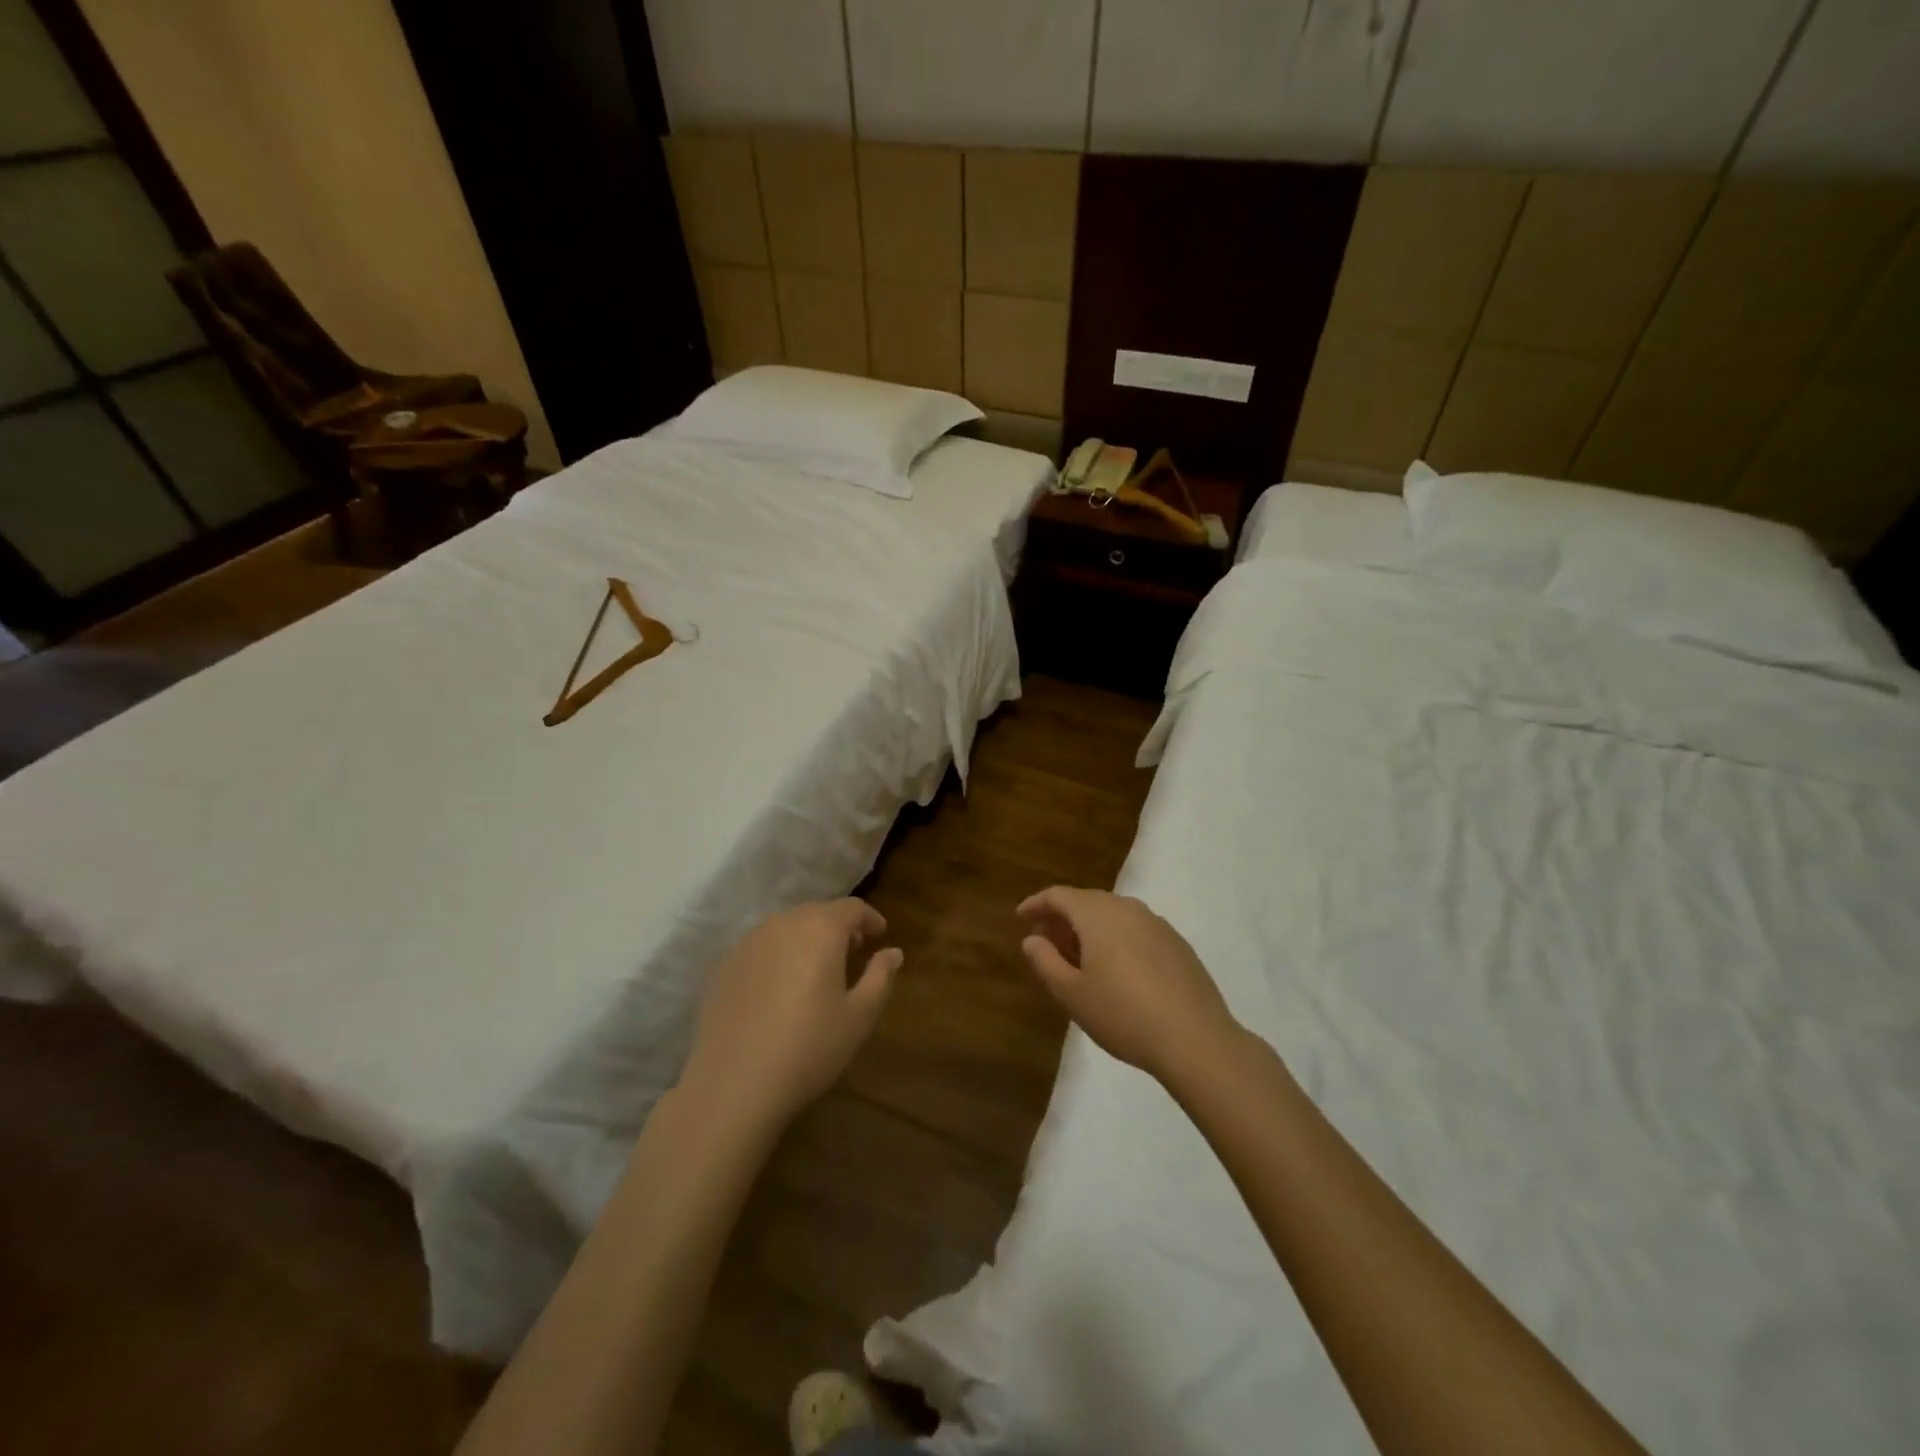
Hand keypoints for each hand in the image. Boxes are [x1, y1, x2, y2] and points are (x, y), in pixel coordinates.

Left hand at [680, 899, 901, 1130]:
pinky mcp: (725, 966)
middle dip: (839, 927)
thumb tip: (893, 952)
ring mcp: (748, 943)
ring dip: (807, 938)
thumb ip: (880, 977)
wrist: (731, 1085)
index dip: (870, 918)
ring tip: (817, 970)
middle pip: (817, 912)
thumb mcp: (859, 1017)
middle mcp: (782, 924)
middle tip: (853, 953)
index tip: (880, 936)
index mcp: (820, 929)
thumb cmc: (808, 1048)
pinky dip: (779, 955)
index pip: (852, 907)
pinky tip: (781, 988)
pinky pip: (762, 947)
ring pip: (787, 927)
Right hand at [1017, 887, 1239, 1084]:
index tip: (1021, 918)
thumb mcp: (1072, 994)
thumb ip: (1046, 961)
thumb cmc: (1122, 1014)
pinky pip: (1136, 930)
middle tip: (1047, 943)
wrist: (1195, 1039)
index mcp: (1097, 914)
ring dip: (1091, 929)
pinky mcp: (1177, 944)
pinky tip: (1117, 970)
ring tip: (1079, 959)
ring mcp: (1157, 924)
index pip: (1059, 896)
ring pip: (1113, 915)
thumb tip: (1032, 939)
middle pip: (1087, 901)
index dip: (1036, 904)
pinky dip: (1117, 939)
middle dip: (1063, 918)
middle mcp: (1127, 908)